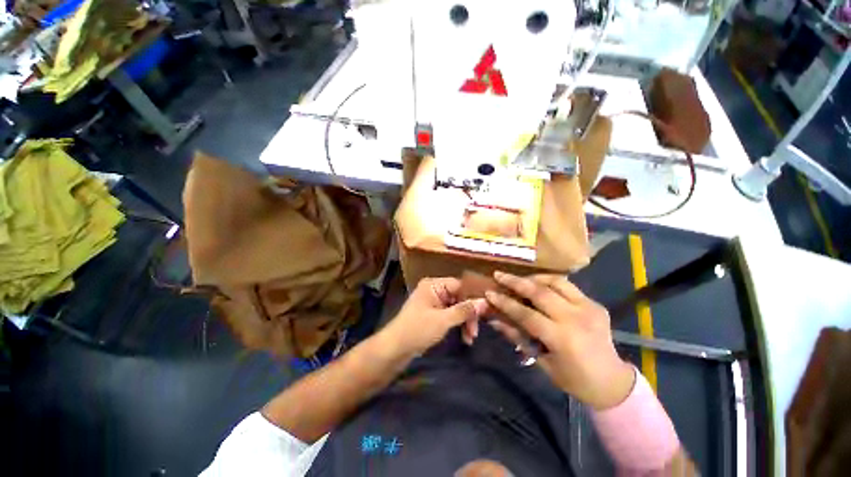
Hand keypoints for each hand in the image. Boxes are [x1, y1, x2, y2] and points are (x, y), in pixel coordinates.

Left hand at [381, 277, 488, 357]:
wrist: (395, 349)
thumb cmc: (418, 330)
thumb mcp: (443, 320)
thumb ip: (464, 310)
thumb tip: (485, 301)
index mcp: (433, 285)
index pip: (460, 285)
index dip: (473, 297)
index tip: (487, 311)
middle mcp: (434, 290)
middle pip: (459, 297)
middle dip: (469, 314)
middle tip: (476, 331)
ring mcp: (433, 302)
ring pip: (456, 307)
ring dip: (464, 321)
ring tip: (470, 338)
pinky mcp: (433, 313)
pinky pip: (450, 315)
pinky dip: (457, 324)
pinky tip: (464, 337)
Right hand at [485, 272, 634, 409]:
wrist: (612, 381)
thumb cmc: (573, 379)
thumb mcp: (541, 362)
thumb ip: (517, 337)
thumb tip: (494, 320)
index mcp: (562, 339)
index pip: (526, 314)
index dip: (505, 302)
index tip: (489, 293)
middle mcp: (575, 319)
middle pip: (540, 292)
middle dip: (515, 282)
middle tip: (499, 275)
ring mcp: (588, 308)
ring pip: (555, 282)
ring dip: (533, 278)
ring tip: (519, 278)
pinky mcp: (595, 304)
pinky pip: (568, 286)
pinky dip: (549, 281)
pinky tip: (539, 284)